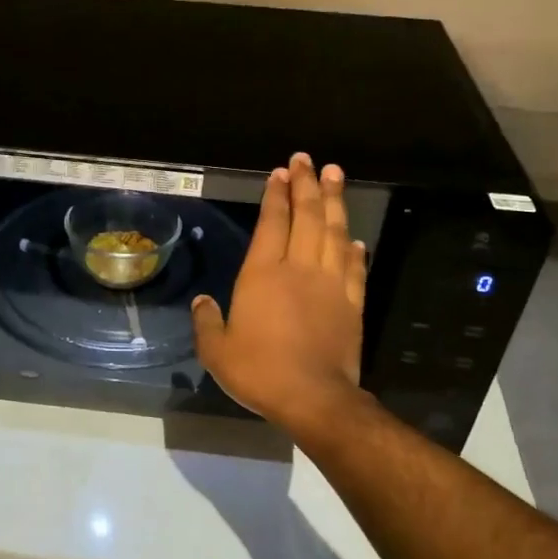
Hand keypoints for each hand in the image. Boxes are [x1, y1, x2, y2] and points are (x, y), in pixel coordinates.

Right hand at [192, 152, 368, 432]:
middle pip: (307, 217)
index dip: (277, 195)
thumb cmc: (260, 372)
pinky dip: (356, 249)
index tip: (281, 172)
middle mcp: (300, 269)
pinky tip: (356, 238)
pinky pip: (356, 268)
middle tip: (308, 160)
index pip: (273, 223)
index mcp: (263, 274)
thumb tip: (202, 302)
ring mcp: (331, 284)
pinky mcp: (352, 304)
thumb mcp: (217, 351)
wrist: (314, 398)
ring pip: (335, 233)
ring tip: (335, 176)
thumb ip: (207, 323)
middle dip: (307, 185)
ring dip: (335, 202)